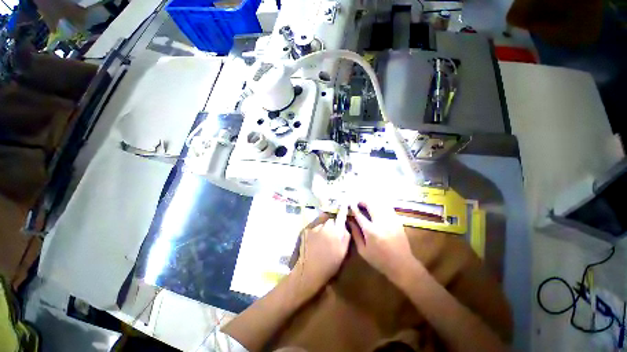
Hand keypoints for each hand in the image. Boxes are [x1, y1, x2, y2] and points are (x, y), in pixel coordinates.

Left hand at [296, 205, 350, 288]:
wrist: (309, 271)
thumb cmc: (330, 264)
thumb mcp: (343, 252)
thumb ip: (346, 236)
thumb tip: (345, 225)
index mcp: (336, 232)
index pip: (341, 216)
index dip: (343, 209)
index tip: (344, 203)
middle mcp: (325, 226)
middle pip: (330, 218)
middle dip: (332, 221)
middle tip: (332, 230)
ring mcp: (314, 227)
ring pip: (322, 221)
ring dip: (324, 225)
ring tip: (322, 236)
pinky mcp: (306, 230)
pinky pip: (314, 226)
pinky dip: (316, 230)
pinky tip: (315, 239)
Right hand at [349, 199, 415, 281]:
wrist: (402, 264)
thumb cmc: (379, 260)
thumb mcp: (363, 250)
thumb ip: (355, 234)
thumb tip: (350, 221)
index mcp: (371, 231)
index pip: (360, 215)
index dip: (354, 208)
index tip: (350, 204)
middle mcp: (381, 223)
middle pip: (371, 205)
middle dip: (363, 201)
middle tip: (358, 201)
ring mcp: (391, 221)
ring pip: (380, 204)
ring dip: (371, 201)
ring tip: (366, 202)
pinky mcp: (397, 221)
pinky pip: (388, 207)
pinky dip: (381, 204)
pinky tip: (377, 206)